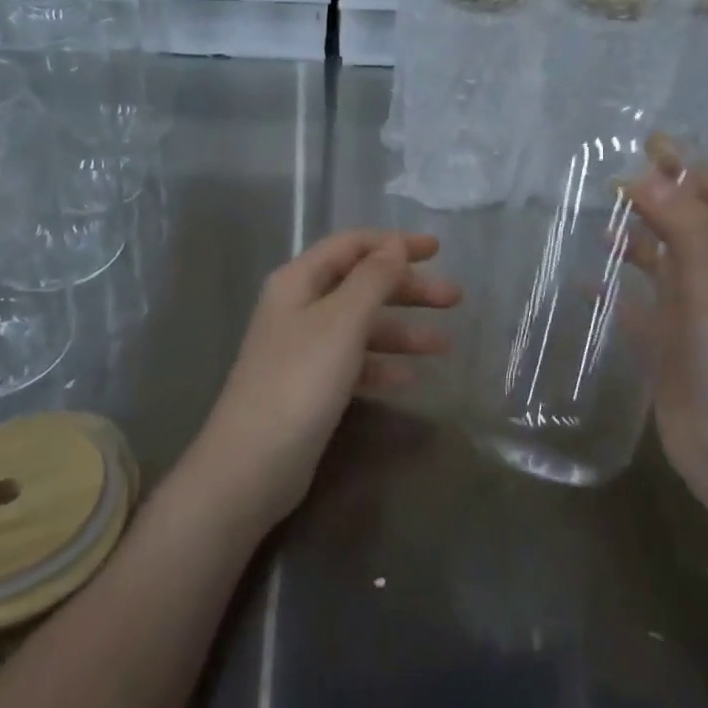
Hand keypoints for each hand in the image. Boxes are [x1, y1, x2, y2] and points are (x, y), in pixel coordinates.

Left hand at [192, 230, 461, 524]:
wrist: (253, 464)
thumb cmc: (300, 380)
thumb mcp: (342, 321)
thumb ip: (373, 279)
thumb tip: (395, 245)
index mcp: (299, 281)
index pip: (352, 245)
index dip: (395, 243)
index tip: (438, 250)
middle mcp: (299, 307)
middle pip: (361, 285)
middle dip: (408, 289)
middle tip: (454, 299)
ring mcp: (303, 348)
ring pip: (361, 326)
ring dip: (402, 331)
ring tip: (445, 346)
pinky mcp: (310, 386)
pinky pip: (354, 363)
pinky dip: (381, 366)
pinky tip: (409, 379)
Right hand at [625, 148, 707, 519]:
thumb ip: (684, 228)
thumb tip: (645, 174)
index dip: (684, 167)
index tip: (644, 142)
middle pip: (685, 224)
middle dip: (653, 199)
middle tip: (606, 177)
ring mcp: (693, 314)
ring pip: (659, 263)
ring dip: (633, 241)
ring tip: (594, 222)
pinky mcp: (667, 347)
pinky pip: (635, 308)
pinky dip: (613, 293)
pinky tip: (584, 285)